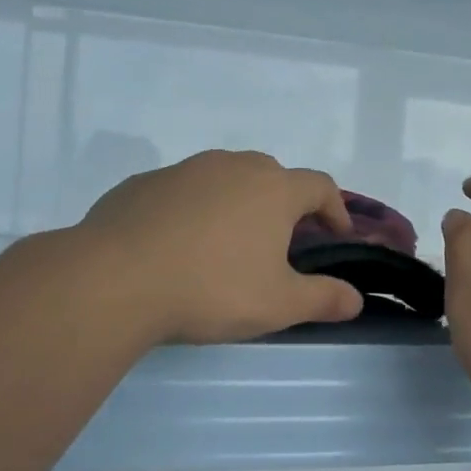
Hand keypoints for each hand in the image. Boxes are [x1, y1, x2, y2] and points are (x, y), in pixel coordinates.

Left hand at [75, 149, 363, 344]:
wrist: (114, 279)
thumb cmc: (211, 288)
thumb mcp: (278, 304)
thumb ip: (323, 299)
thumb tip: (356, 299)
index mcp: (273, 189)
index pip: (320, 186)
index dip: (336, 210)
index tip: (337, 236)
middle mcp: (233, 167)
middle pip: (273, 177)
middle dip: (285, 205)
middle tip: (282, 243)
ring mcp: (185, 170)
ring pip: (225, 180)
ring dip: (238, 204)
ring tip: (228, 245)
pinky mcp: (144, 183)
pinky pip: (184, 191)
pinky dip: (194, 210)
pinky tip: (178, 245)